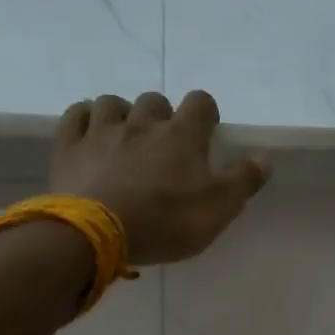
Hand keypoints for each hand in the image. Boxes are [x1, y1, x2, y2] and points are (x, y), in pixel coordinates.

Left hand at [51, 91, 269, 265]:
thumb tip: (265, 157)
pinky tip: (89, 131)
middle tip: (163, 144)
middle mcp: (142, 123)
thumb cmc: (165, 221)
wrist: (97, 233)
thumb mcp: (219, 209)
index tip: (207, 131)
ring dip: (122, 114)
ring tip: (124, 136)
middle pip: (155, 101)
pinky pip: (76, 116)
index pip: (201, 103)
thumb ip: (243, 180)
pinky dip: (84, 118)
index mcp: (182, 136)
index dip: (206, 113)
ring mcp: (102, 131)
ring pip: (113, 103)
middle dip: (161, 116)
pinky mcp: (70, 146)